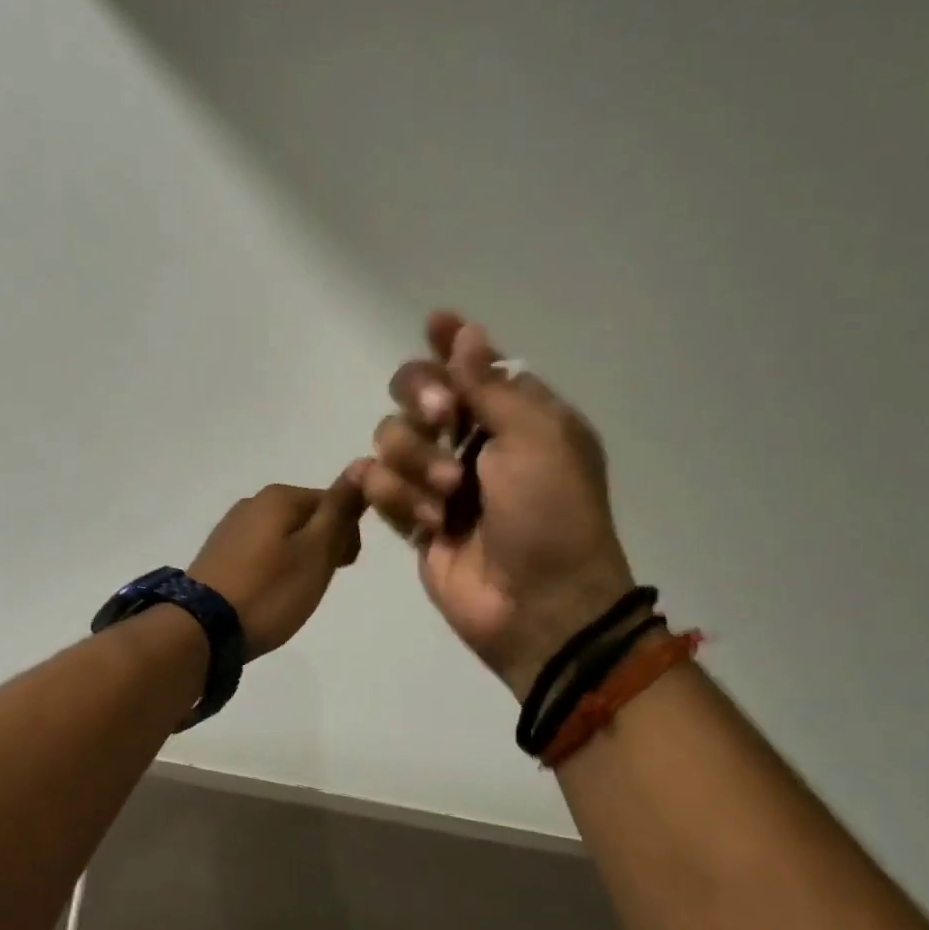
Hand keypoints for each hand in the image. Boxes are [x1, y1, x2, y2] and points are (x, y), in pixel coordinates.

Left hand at [188, 472, 367, 659]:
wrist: (202, 628)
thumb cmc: (270, 590)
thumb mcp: (316, 551)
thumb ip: (339, 509)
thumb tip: (363, 463)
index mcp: (280, 496)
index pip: (335, 502)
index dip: (347, 536)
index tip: (342, 568)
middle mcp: (253, 502)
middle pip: (308, 518)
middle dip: (322, 548)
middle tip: (315, 584)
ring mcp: (232, 527)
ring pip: (285, 536)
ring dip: (299, 560)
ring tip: (291, 594)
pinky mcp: (219, 553)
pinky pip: (261, 552)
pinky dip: (274, 569)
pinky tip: (268, 593)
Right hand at [356, 313, 638, 700]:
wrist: (538, 606)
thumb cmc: (551, 514)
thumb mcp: (537, 438)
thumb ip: (491, 384)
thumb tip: (466, 333)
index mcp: (516, 416)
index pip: (473, 364)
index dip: (451, 342)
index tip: (434, 324)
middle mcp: (474, 440)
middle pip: (416, 390)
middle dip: (422, 397)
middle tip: (442, 416)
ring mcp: (438, 479)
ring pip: (390, 436)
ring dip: (415, 461)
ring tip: (447, 498)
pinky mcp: (412, 517)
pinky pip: (376, 483)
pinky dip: (396, 497)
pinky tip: (427, 522)